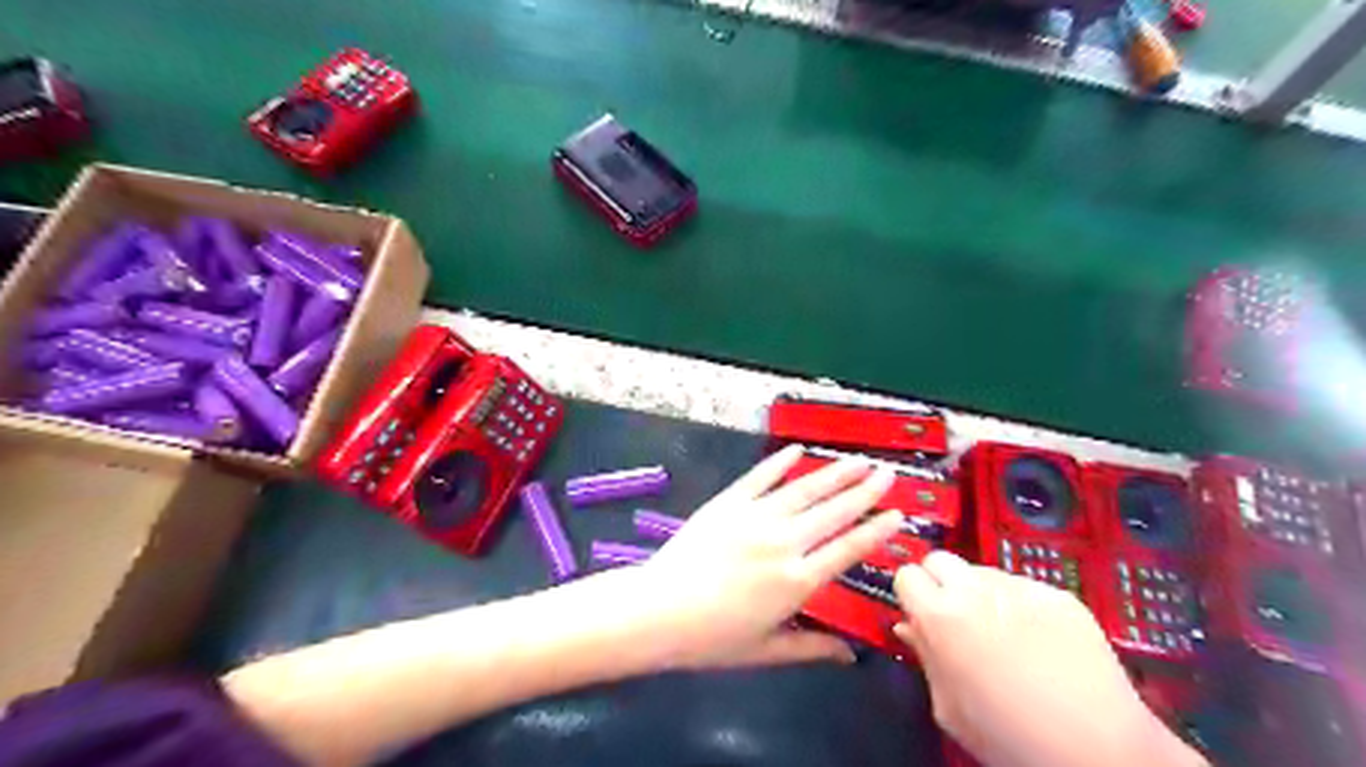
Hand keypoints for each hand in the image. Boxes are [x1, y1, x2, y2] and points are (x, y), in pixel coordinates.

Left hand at [631, 448, 905, 668]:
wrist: (659, 611)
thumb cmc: (712, 638)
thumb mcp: (766, 650)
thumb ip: (812, 648)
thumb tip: (851, 654)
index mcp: (797, 581)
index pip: (848, 549)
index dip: (876, 531)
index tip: (898, 514)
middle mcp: (783, 543)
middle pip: (833, 512)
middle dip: (864, 491)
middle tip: (887, 473)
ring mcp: (755, 517)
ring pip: (804, 489)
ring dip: (834, 473)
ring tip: (858, 460)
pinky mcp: (729, 502)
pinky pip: (760, 477)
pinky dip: (780, 463)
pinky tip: (798, 450)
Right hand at [892, 555, 1198, 765]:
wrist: (1098, 749)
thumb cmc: (1010, 736)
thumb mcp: (949, 707)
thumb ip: (925, 657)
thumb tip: (908, 627)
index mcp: (940, 617)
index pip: (906, 574)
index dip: (911, 595)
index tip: (920, 614)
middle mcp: (975, 590)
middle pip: (939, 559)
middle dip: (940, 582)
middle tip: (954, 616)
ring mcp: (1020, 587)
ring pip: (981, 571)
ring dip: (979, 592)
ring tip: (1000, 632)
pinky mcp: (1057, 594)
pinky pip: (1022, 586)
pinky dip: (1019, 604)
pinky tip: (1036, 639)